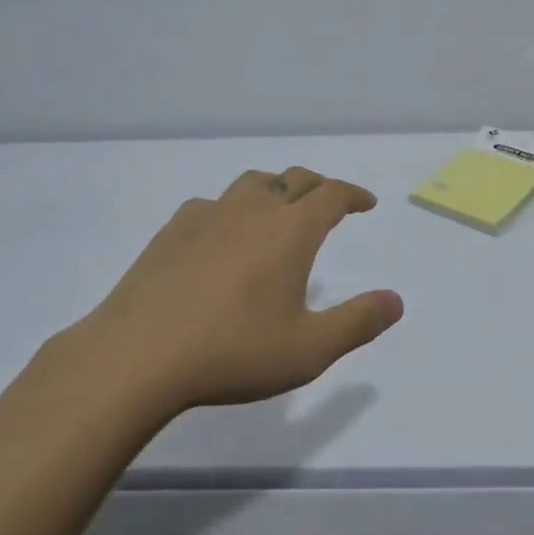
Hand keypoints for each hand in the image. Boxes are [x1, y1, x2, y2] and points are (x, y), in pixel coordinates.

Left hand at [62, 167, 402, 413]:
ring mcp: (208, 215)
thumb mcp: (309, 349)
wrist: (137, 355)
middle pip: (293, 179)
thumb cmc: (233, 352)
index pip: (332, 194)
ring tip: (278, 210)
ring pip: (251, 183)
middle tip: (329, 202)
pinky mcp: (172, 230)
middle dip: (319, 186)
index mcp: (291, 230)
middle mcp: (253, 210)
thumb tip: (396, 300)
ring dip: (275, 189)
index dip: (353, 194)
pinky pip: (212, 204)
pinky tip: (222, 235)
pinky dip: (231, 209)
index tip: (365, 203)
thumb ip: (358, 322)